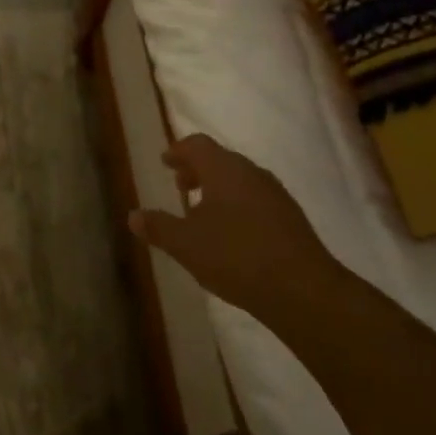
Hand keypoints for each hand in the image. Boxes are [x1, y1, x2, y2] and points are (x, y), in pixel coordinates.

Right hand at [131, 135, 341, 323]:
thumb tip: (133, 216)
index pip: (197, 145)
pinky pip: (256, 199)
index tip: (166, 162)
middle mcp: (251, 172)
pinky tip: (232, 235)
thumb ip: (158, 227)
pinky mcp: (290, 217)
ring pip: (240, 180)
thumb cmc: (235, 256)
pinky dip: (237, 206)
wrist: (302, 289)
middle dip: (197, 170)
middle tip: (180, 188)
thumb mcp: (186, 245)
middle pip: (220, 160)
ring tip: (202, 215)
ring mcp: (275, 193)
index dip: (179, 151)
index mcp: (224, 169)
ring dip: (218, 189)